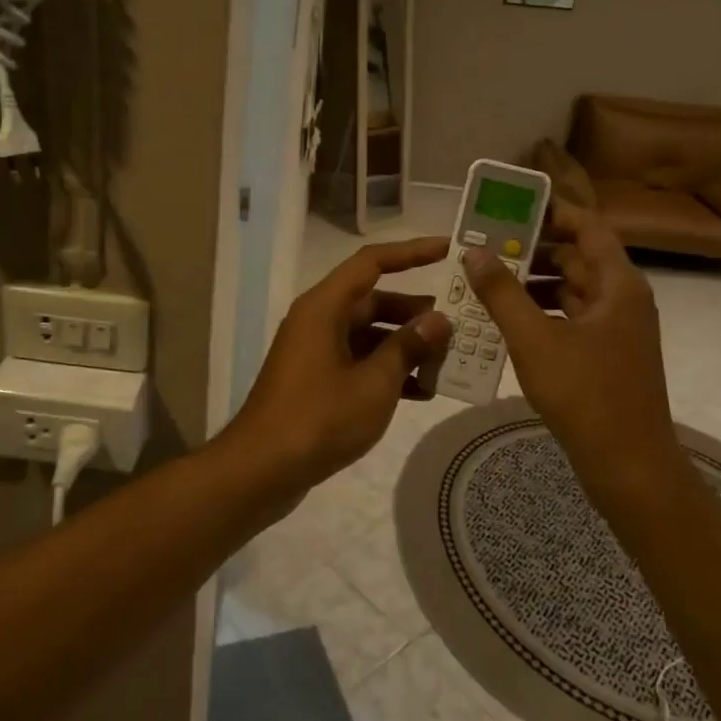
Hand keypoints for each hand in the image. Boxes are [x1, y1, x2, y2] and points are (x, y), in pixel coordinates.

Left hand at [225, 237, 452, 491]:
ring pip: (368, 334)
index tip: (448, 251)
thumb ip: (408, 347)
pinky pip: (358, 362)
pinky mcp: (316, 380)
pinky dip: (386, 370)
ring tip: (447, 361)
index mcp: (324, 307)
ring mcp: (315, 351)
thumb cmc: (319, 418)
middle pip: (373, 300)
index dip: (411, 253)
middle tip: (458, 324)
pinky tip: (421, 392)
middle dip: (415, 312)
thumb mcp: (374, 383)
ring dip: (405, 346)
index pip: (371, 262)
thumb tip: (438, 320)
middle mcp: (318, 320)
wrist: (262, 469)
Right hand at [463, 200, 679, 500]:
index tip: (511, 209)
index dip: (553, 213)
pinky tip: (507, 321)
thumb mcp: (535, 339)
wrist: (629, 465)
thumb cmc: (585, 395)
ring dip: (533, 283)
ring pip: (572, 290)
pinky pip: (571, 318)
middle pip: (578, 257)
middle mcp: (623, 299)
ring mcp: (617, 330)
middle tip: (487, 246)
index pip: (588, 227)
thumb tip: (475, 252)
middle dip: (533, 249)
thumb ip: (502, 293)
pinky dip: (542, 312)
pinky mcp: (607, 355)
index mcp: (618, 285)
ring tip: (488, 281)